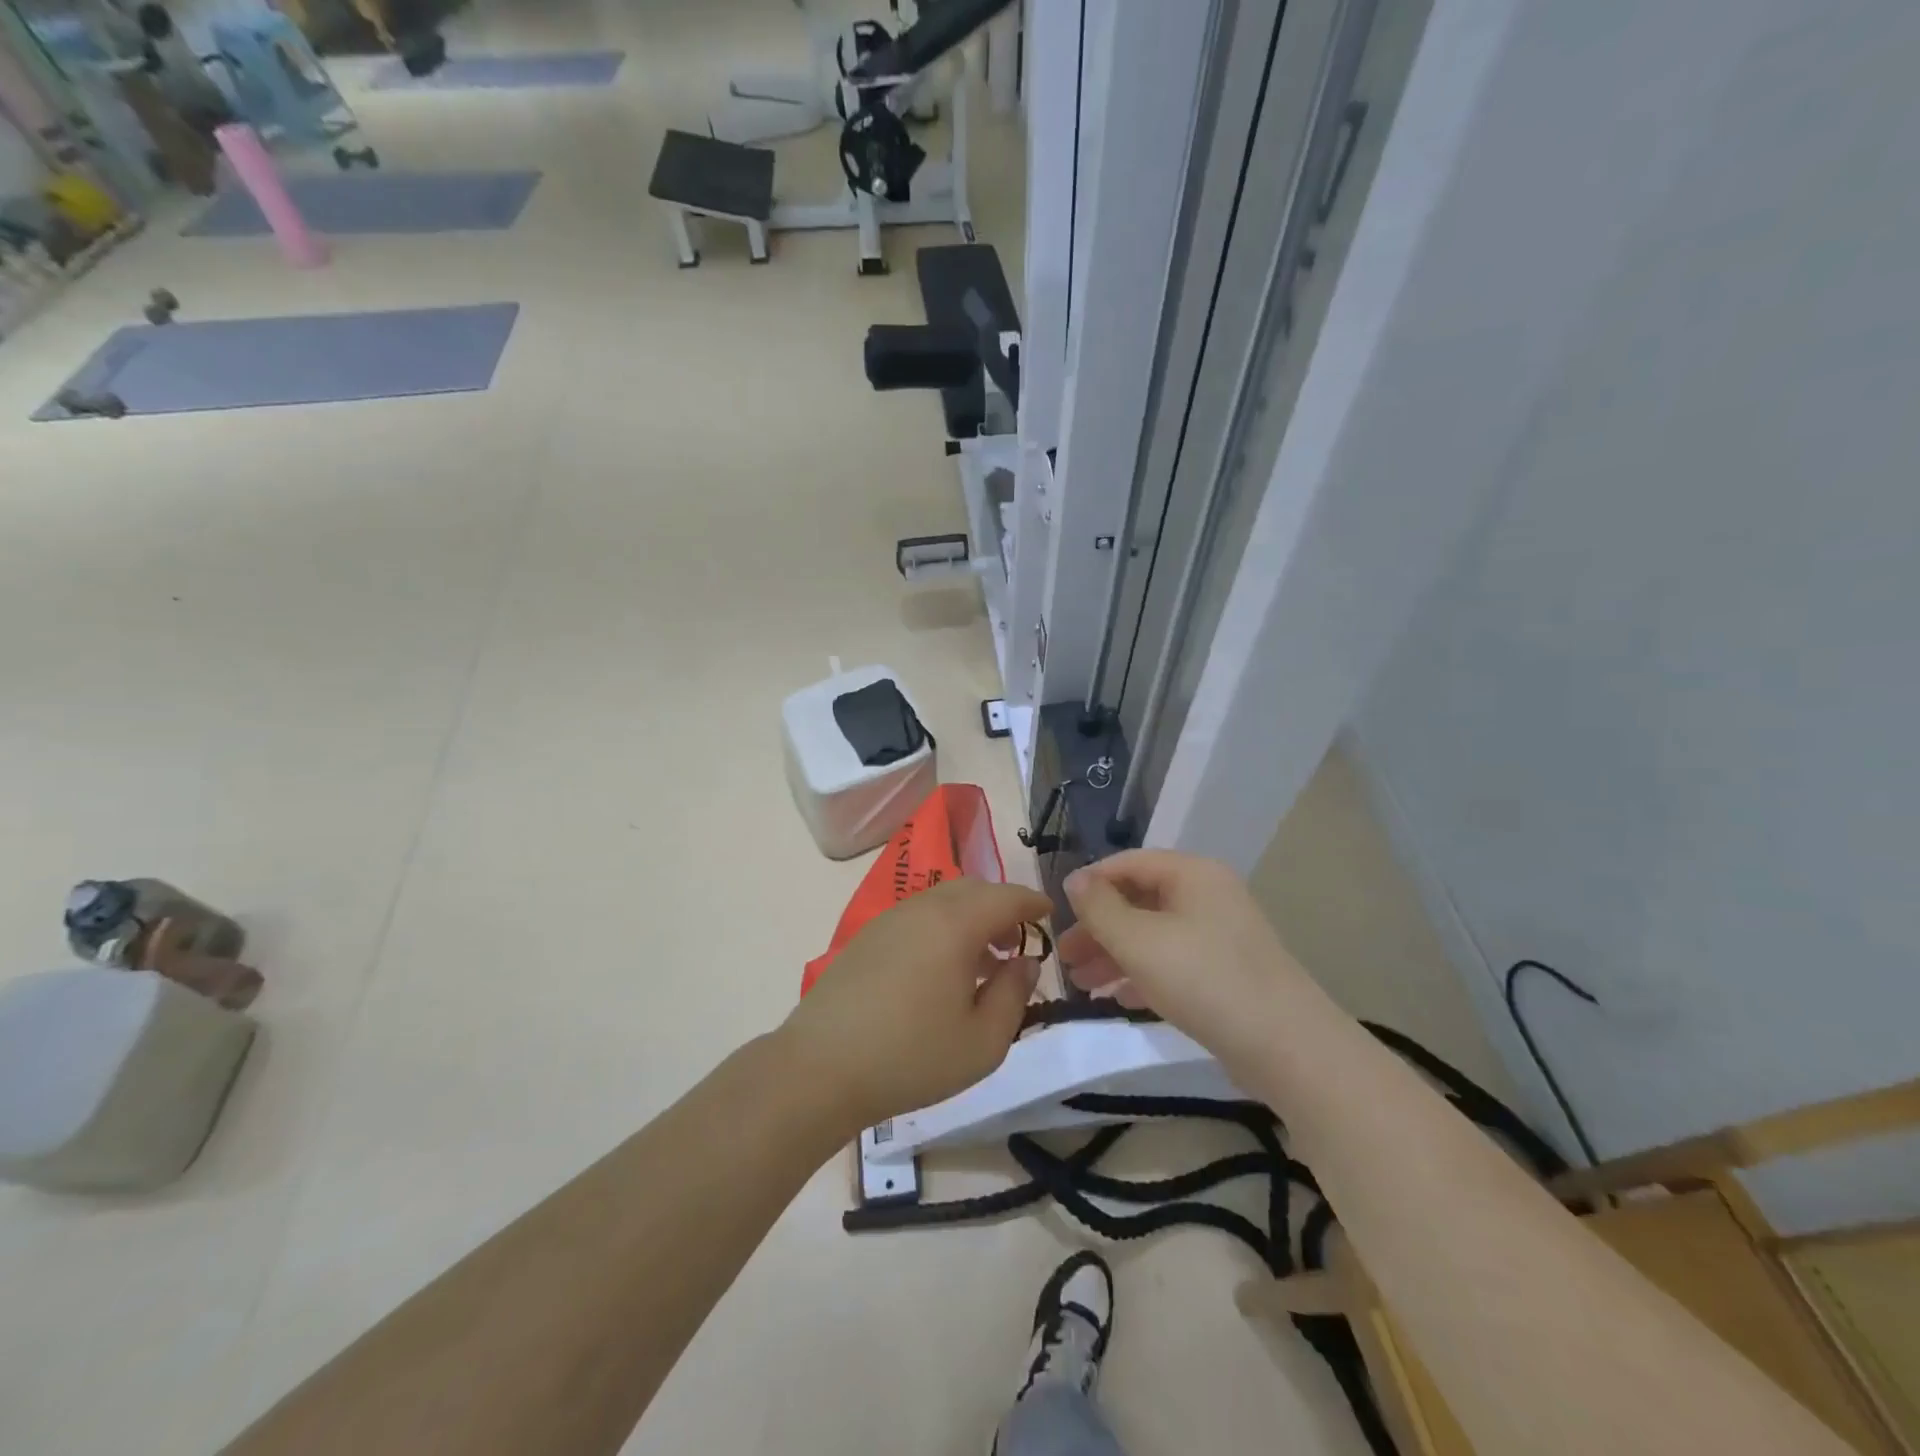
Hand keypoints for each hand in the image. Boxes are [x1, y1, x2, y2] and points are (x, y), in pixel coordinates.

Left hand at [779, 877, 1051, 1132]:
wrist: (821, 1068)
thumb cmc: (911, 1057)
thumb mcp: (983, 1041)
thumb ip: (1014, 994)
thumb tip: (1025, 962)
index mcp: (955, 924)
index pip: (1006, 896)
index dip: (1033, 902)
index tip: (1050, 913)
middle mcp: (923, 908)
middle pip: (973, 889)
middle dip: (1002, 907)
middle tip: (1017, 942)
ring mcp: (890, 918)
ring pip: (942, 900)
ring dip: (970, 917)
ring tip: (982, 960)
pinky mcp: (867, 936)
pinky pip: (918, 915)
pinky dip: (942, 926)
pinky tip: (941, 968)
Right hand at [1059, 850, 1307, 1068]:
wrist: (1286, 1047)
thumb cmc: (1204, 979)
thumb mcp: (1139, 940)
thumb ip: (1100, 908)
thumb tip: (1074, 880)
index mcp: (1192, 874)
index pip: (1128, 863)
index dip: (1089, 884)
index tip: (1056, 913)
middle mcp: (1207, 896)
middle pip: (1139, 901)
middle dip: (1098, 928)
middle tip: (1064, 958)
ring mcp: (1219, 936)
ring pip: (1153, 935)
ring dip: (1114, 955)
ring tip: (1081, 985)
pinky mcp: (1225, 974)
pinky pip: (1172, 963)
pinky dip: (1141, 975)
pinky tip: (1116, 998)